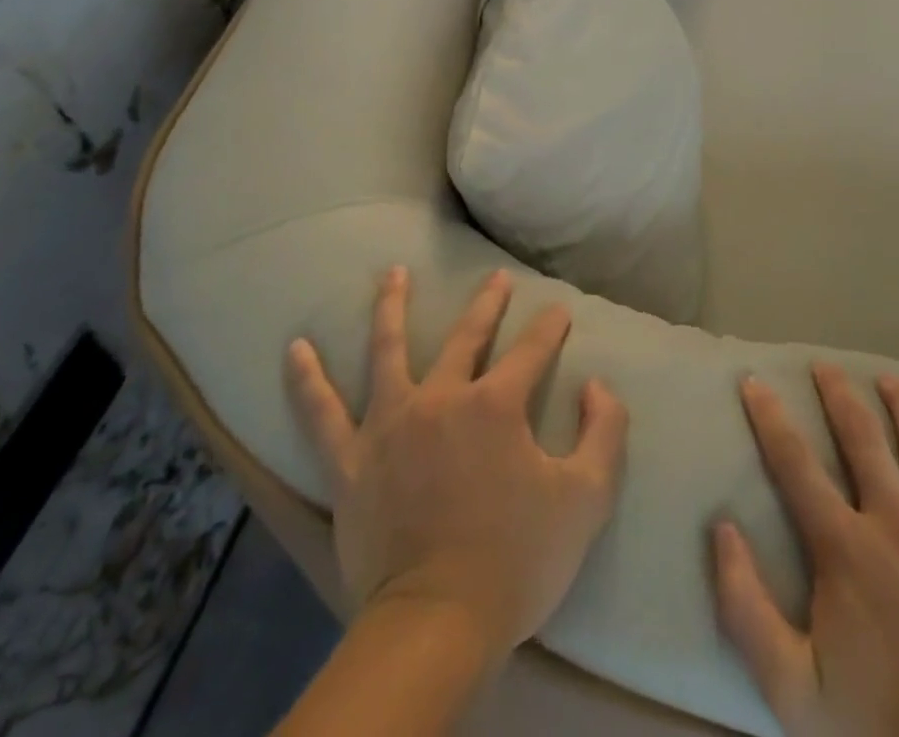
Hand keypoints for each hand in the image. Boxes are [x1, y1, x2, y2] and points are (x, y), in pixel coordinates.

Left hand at [287, 266, 628, 656]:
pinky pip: (320, 413)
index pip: (532, 350)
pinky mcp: (350, 461)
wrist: (437, 626)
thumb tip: (598, 386)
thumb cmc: (517, 560)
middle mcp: (441, 398)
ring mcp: (390, 425)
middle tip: (496, 278)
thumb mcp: (587, 498)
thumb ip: (605, 432)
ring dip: (391, 307)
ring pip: (387, 350)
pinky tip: (293, 348)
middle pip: (467, 337)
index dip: (550, 328)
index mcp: (496, 404)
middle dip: (487, 304)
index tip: (560, 311)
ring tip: (393, 273)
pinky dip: (306, 379)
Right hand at [714, 365, 898, 736]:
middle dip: (838, 395)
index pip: (795, 463)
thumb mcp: (792, 690)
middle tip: (824, 365)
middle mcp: (897, 523)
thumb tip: (721, 528)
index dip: (769, 417)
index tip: (754, 380)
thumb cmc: (882, 733)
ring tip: (889, 379)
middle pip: (862, 438)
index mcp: (845, 548)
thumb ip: (745, 608)